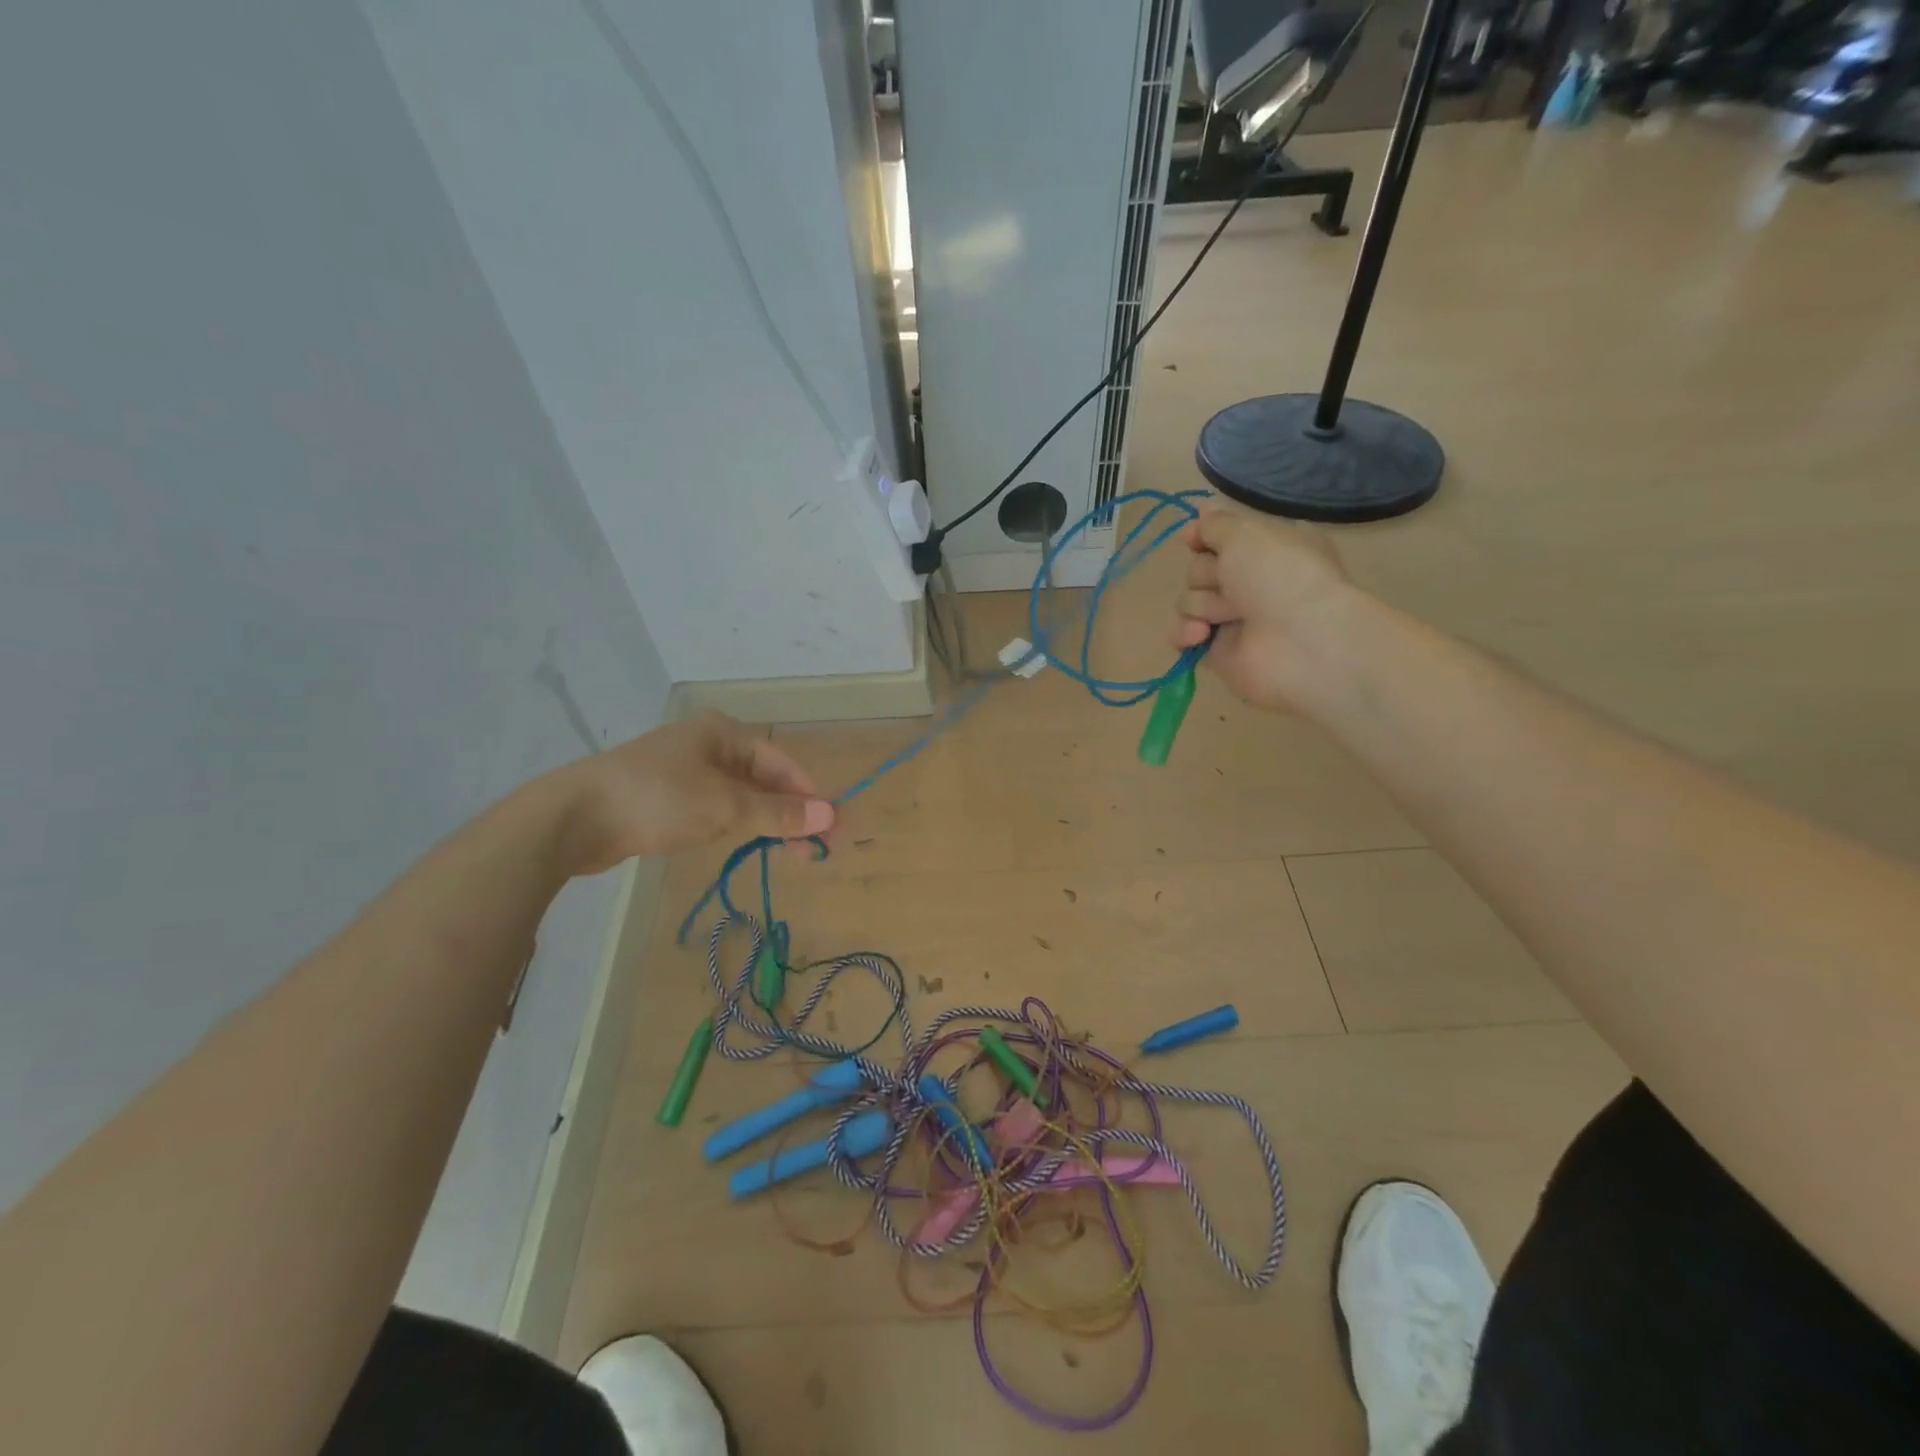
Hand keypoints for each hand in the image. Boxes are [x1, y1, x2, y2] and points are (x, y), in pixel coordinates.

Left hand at [561, 713, 834, 871]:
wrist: (574, 817)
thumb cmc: (659, 799)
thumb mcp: (726, 806)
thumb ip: (778, 813)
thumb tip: (828, 816)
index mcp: (724, 732)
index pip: (783, 763)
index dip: (809, 796)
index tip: (830, 829)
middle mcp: (707, 744)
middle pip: (763, 779)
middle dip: (789, 812)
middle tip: (812, 850)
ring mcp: (684, 769)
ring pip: (739, 795)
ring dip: (764, 820)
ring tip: (787, 851)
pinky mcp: (665, 796)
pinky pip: (714, 806)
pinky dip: (735, 823)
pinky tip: (744, 842)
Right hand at [1169, 505, 1356, 711]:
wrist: (1298, 642)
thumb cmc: (1278, 576)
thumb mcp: (1246, 533)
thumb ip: (1214, 525)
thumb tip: (1198, 517)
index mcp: (1268, 549)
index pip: (1221, 538)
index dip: (1204, 537)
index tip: (1193, 539)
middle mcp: (1251, 582)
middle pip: (1199, 569)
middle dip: (1205, 574)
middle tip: (1228, 583)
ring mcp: (1233, 618)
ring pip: (1189, 600)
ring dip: (1201, 604)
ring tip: (1229, 615)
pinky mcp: (1218, 650)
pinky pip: (1183, 634)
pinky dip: (1185, 633)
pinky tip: (1199, 635)